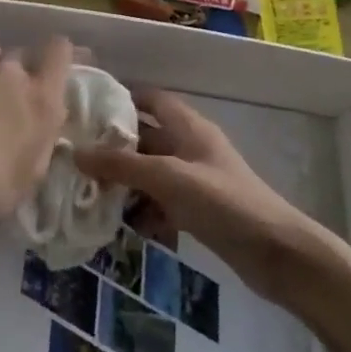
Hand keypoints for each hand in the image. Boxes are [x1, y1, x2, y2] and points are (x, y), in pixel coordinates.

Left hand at [0, 36, 72, 265]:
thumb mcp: (32, 174)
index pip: (60, 51)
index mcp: (42, 100)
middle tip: (12, 98)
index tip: (55, 67)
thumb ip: (42, 138)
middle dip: (22, 71)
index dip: (59, 54)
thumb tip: (41, 123)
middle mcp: (11, 76)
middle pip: (23, 54)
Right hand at [76, 89, 326, 304]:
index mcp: (188, 126)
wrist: (277, 253)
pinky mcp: (198, 211)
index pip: (151, 99)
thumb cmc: (223, 202)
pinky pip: (161, 202)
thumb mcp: (168, 178)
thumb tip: (75, 152)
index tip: (85, 106)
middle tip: (74, 154)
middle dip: (113, 146)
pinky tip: (120, 226)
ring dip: (124, 182)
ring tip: (86, 192)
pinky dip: (143, 211)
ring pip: (150, 173)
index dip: (121, 98)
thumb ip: (122, 165)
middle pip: (146, 137)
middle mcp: (190, 147)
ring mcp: (195, 180)